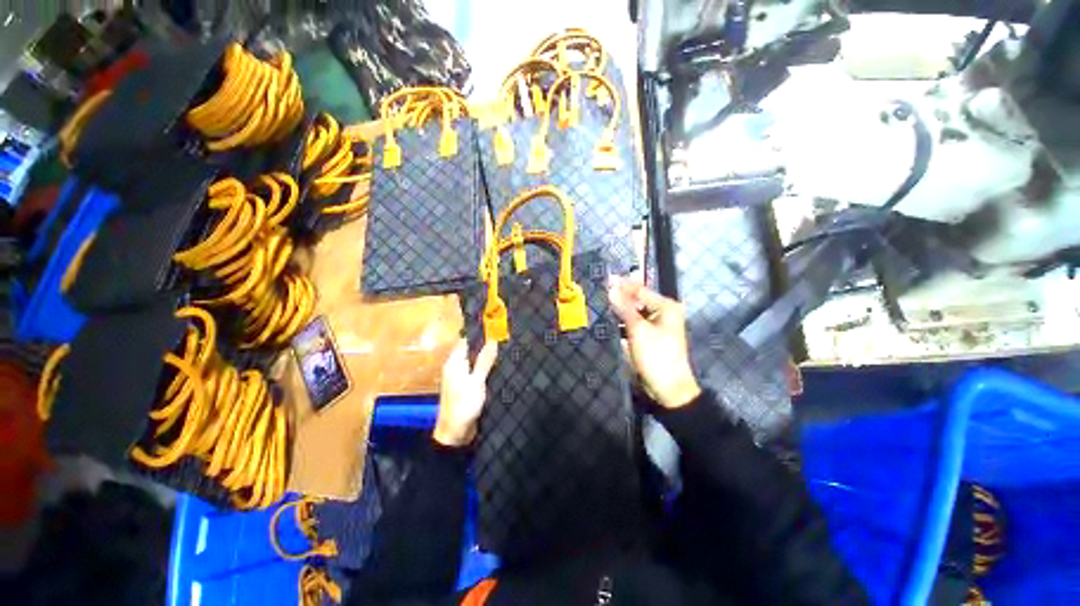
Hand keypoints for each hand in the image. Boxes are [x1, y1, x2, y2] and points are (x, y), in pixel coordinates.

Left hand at [434, 338, 497, 446]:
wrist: (455, 433)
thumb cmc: (464, 405)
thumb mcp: (476, 381)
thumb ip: (484, 361)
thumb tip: (493, 340)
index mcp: (454, 363)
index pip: (466, 341)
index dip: (480, 334)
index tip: (496, 327)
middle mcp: (455, 367)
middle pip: (471, 350)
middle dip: (486, 345)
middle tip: (505, 337)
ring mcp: (460, 377)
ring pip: (474, 361)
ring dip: (487, 356)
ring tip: (505, 349)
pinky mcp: (466, 387)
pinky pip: (476, 371)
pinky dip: (486, 368)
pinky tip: (498, 367)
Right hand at [608, 276, 700, 408]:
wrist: (668, 388)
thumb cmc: (656, 356)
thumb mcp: (638, 330)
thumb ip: (624, 308)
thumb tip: (612, 288)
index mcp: (666, 307)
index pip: (640, 290)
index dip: (622, 285)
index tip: (606, 279)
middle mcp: (664, 312)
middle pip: (638, 299)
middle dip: (621, 295)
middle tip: (603, 290)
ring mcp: (657, 324)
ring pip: (636, 311)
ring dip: (621, 308)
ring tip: (604, 301)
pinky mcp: (650, 336)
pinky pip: (636, 322)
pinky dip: (624, 320)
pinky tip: (612, 317)